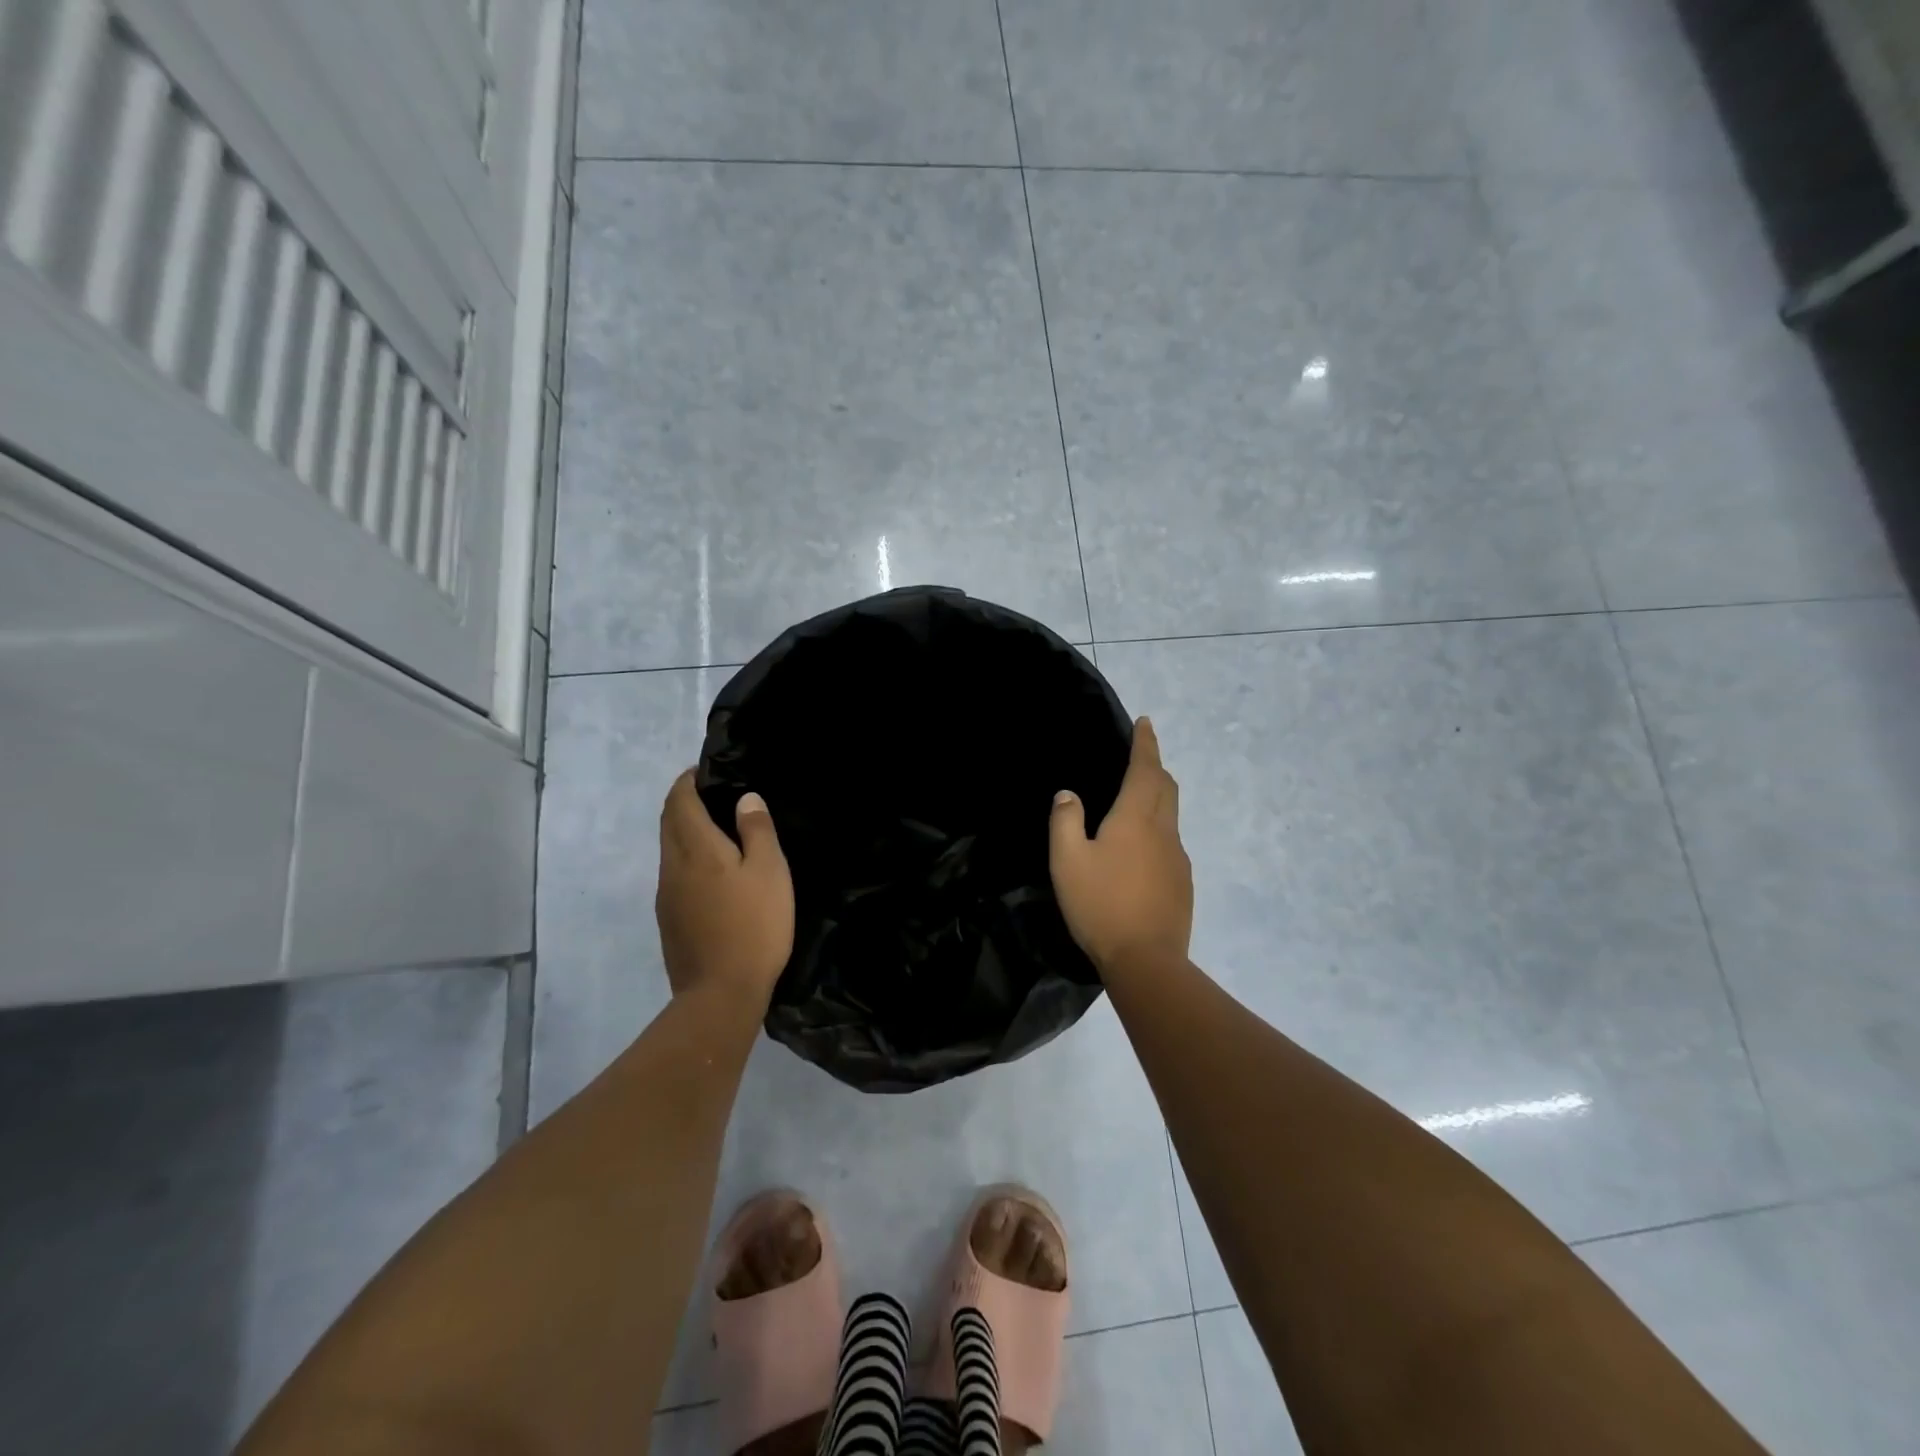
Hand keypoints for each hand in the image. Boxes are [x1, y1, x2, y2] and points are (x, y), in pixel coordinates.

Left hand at [656, 771, 794, 1010]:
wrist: (720, 995)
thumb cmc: (753, 926)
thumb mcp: (770, 872)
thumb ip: (757, 830)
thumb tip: (745, 798)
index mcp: (696, 848)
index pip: (679, 801)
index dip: (688, 781)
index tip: (705, 772)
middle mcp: (672, 866)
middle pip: (668, 823)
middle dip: (683, 802)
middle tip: (713, 795)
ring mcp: (666, 896)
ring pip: (669, 849)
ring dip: (686, 831)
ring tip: (718, 831)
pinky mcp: (669, 920)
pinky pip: (674, 874)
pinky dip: (688, 858)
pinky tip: (714, 874)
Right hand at [1049, 717, 1193, 975]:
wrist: (1147, 960)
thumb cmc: (1101, 905)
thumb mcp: (1067, 861)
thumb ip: (1065, 821)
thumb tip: (1069, 794)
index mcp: (1135, 818)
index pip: (1145, 769)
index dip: (1146, 744)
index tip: (1147, 722)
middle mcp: (1163, 831)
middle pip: (1166, 787)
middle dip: (1156, 766)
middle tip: (1143, 756)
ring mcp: (1178, 858)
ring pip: (1171, 814)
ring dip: (1159, 796)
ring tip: (1139, 799)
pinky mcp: (1182, 882)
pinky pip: (1171, 842)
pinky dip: (1159, 828)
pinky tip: (1142, 849)